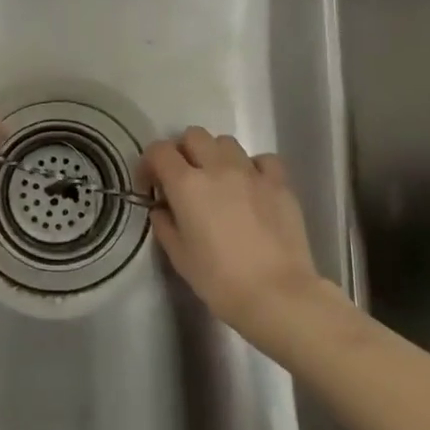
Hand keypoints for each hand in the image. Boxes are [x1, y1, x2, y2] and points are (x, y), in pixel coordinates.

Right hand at [143, 127, 334, 344]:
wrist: (277, 294)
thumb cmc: (220, 280)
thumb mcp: (179, 257)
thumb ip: (165, 225)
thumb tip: (162, 209)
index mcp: (186, 184)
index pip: (159, 151)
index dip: (149, 163)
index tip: (150, 184)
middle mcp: (217, 168)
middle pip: (193, 135)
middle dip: (182, 151)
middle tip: (183, 179)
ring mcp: (251, 172)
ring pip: (226, 142)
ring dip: (215, 155)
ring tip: (218, 181)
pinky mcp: (279, 183)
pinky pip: (262, 159)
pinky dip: (252, 167)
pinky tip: (251, 187)